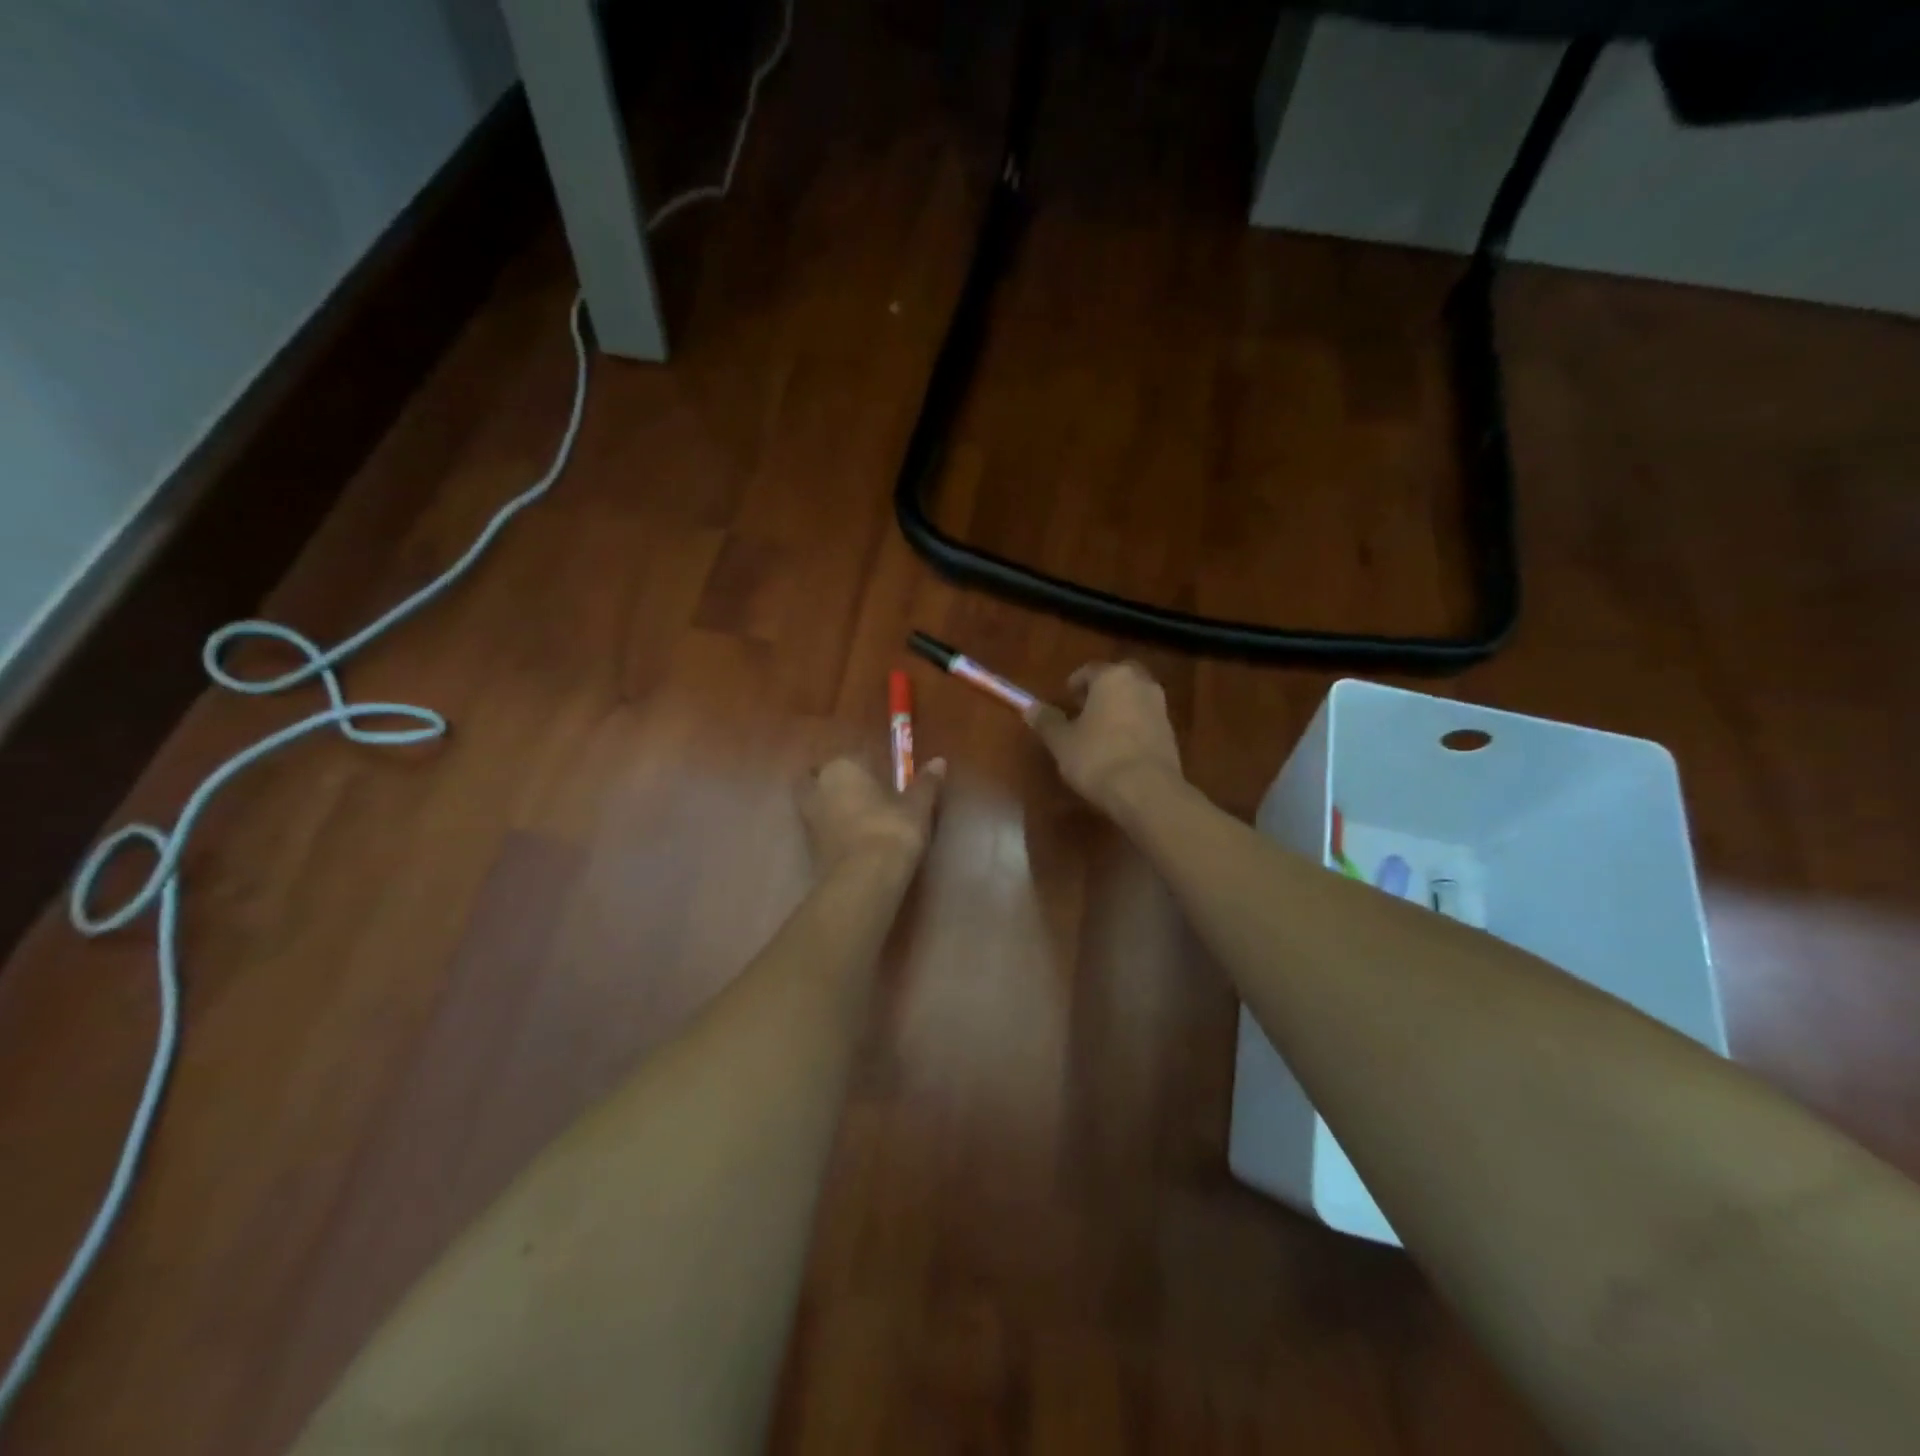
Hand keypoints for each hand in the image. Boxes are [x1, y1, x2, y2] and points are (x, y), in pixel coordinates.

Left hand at [798, 755, 944, 875]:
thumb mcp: (917, 806)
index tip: (885, 779)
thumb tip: (939, 761)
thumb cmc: (892, 829)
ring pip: (817, 802)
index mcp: (843, 766)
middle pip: (825, 776)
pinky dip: (831, 829)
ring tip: (858, 818)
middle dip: (840, 783)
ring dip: (832, 806)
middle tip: (866, 795)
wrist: (864, 878)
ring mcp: (807, 816)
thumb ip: (926, 782)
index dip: (870, 767)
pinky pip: (820, 827)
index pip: (856, 757)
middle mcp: (819, 785)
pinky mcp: (806, 845)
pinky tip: (851, 839)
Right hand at [1031, 661, 1183, 813]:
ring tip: (1099, 733)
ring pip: (1134, 699)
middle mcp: (1141, 684)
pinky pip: (1146, 721)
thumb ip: (1047, 721)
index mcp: (1113, 677)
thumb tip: (1030, 708)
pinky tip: (1118, 750)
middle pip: (1118, 680)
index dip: (1074, 684)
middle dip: (1101, 691)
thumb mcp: (1062, 742)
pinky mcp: (1171, 734)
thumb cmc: (1098, 758)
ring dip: (1119, 709)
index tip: (1065, 699)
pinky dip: (1132, 728)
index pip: (1090, 670)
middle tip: (1084, 710)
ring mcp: (1161, 708)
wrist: (1148, 791)